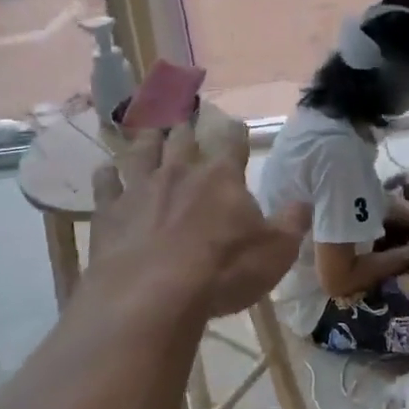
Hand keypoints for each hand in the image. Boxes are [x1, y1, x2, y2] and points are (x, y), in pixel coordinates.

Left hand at [88, 124, 307, 319]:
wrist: (152, 295)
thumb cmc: (223, 271)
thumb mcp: (276, 252)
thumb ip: (292, 222)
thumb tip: (303, 201)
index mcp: (221, 176)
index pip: (232, 141)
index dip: (235, 132)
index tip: (236, 126)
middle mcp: (179, 171)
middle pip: (181, 136)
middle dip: (185, 124)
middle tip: (184, 112)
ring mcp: (139, 188)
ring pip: (141, 150)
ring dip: (146, 136)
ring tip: (149, 128)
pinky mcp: (109, 211)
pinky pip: (105, 183)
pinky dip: (106, 174)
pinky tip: (106, 170)